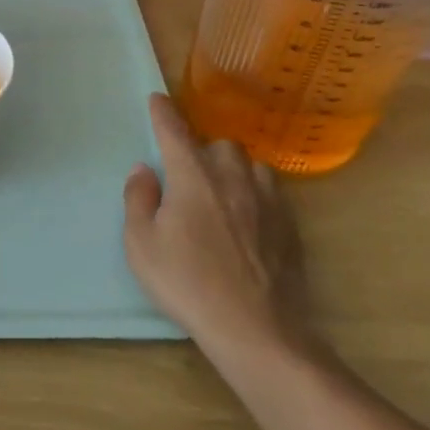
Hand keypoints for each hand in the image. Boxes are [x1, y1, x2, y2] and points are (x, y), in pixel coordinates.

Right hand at [123, 93, 309, 359]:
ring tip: (222, 190)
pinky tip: (247, 217)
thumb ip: (138, 199)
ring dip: (234, 170)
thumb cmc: (187, 283)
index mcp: (193, 177)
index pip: (175, 131)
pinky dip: (255, 194)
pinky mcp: (290, 228)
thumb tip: (144, 170)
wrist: (256, 330)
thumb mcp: (141, 244)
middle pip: (220, 145)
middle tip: (188, 171)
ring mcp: (268, 203)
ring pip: (252, 166)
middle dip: (203, 149)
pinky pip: (272, 193)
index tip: (157, 99)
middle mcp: (233, 179)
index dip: (163, 112)